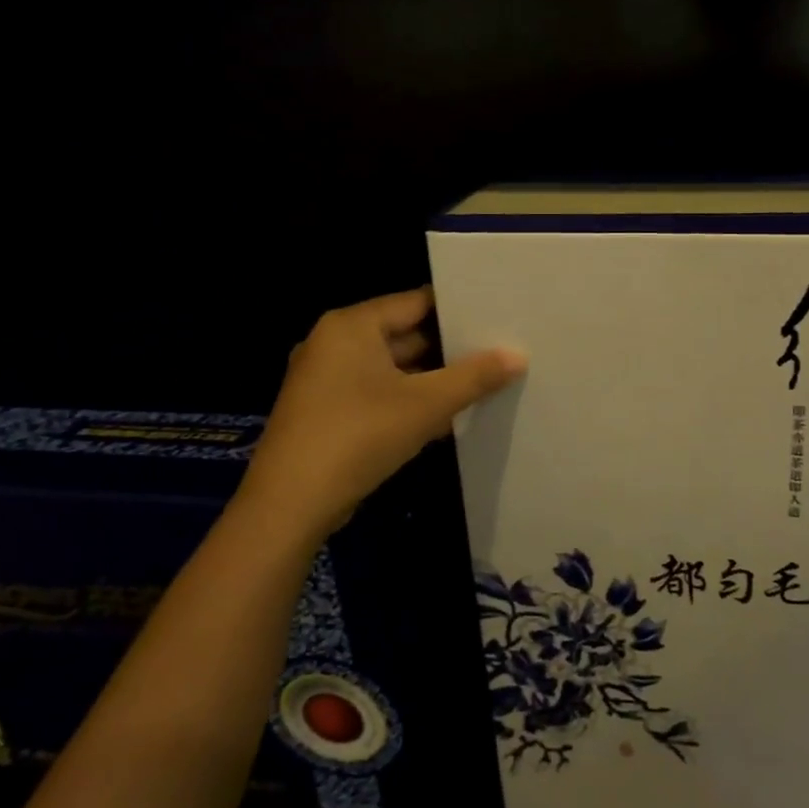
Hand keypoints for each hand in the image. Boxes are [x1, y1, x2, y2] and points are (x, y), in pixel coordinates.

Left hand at [233, 287, 525, 540]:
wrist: (290, 505)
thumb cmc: (358, 437)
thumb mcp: (425, 405)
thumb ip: (474, 377)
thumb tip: (518, 355)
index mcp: (351, 326)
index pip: (415, 303)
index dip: (458, 310)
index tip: (496, 318)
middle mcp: (334, 343)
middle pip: (404, 334)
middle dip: (449, 348)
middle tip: (498, 352)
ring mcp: (326, 379)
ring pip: (392, 368)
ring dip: (431, 379)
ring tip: (481, 383)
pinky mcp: (326, 412)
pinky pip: (377, 393)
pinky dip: (408, 400)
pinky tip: (445, 417)